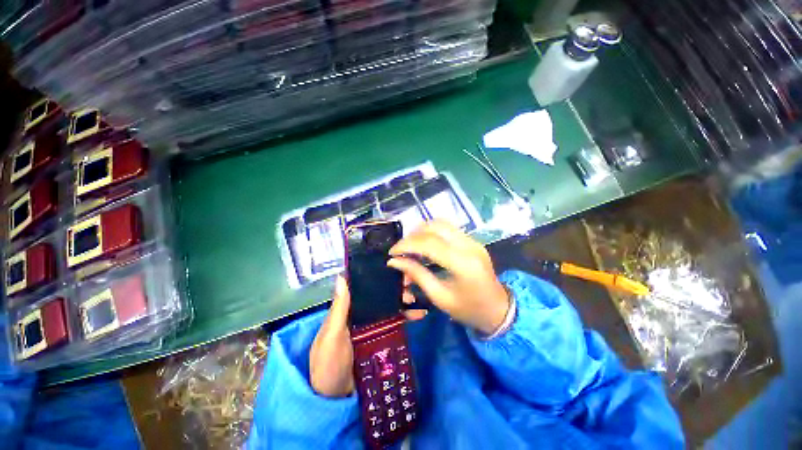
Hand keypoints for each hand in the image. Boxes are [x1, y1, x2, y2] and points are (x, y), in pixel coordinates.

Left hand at [309, 276, 427, 396]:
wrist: (335, 398)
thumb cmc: (328, 364)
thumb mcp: (332, 336)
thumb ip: (339, 309)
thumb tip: (341, 276)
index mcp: (347, 309)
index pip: (362, 287)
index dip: (375, 276)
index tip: (392, 267)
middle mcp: (360, 313)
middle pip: (379, 295)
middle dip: (394, 288)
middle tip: (409, 283)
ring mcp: (372, 325)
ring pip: (389, 307)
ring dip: (402, 301)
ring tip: (415, 298)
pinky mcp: (381, 337)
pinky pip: (395, 323)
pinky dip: (406, 317)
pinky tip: (420, 313)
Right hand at [388, 221, 509, 334]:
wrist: (499, 310)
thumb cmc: (468, 310)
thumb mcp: (439, 297)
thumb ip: (417, 275)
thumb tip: (394, 262)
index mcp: (462, 263)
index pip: (428, 243)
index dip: (406, 245)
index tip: (391, 253)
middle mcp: (469, 245)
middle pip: (434, 227)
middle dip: (413, 235)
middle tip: (401, 250)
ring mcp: (473, 240)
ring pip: (441, 223)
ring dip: (422, 231)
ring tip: (411, 246)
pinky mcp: (473, 240)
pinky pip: (448, 229)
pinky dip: (432, 233)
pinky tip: (426, 245)